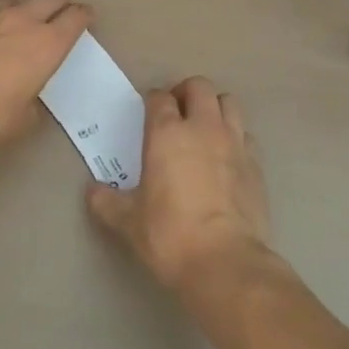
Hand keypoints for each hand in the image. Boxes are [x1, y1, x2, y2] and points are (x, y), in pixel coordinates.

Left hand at [0, 0, 92, 150]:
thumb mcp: (24, 118)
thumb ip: (32, 101)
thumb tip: (28, 97)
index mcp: (48, 43)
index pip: (75, 17)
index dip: (84, 15)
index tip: (88, 16)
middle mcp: (23, 22)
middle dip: (60, 3)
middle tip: (63, 13)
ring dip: (26, 6)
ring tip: (24, 20)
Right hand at [86, 77, 271, 294]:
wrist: (225, 262)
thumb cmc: (169, 235)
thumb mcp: (128, 222)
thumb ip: (107, 202)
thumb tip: (92, 191)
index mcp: (167, 133)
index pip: (160, 98)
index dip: (153, 101)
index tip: (148, 113)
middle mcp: (202, 127)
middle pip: (199, 86)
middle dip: (186, 92)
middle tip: (177, 112)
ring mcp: (234, 142)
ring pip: (228, 102)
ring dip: (215, 108)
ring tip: (204, 128)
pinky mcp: (256, 164)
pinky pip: (246, 135)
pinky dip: (236, 137)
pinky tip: (227, 157)